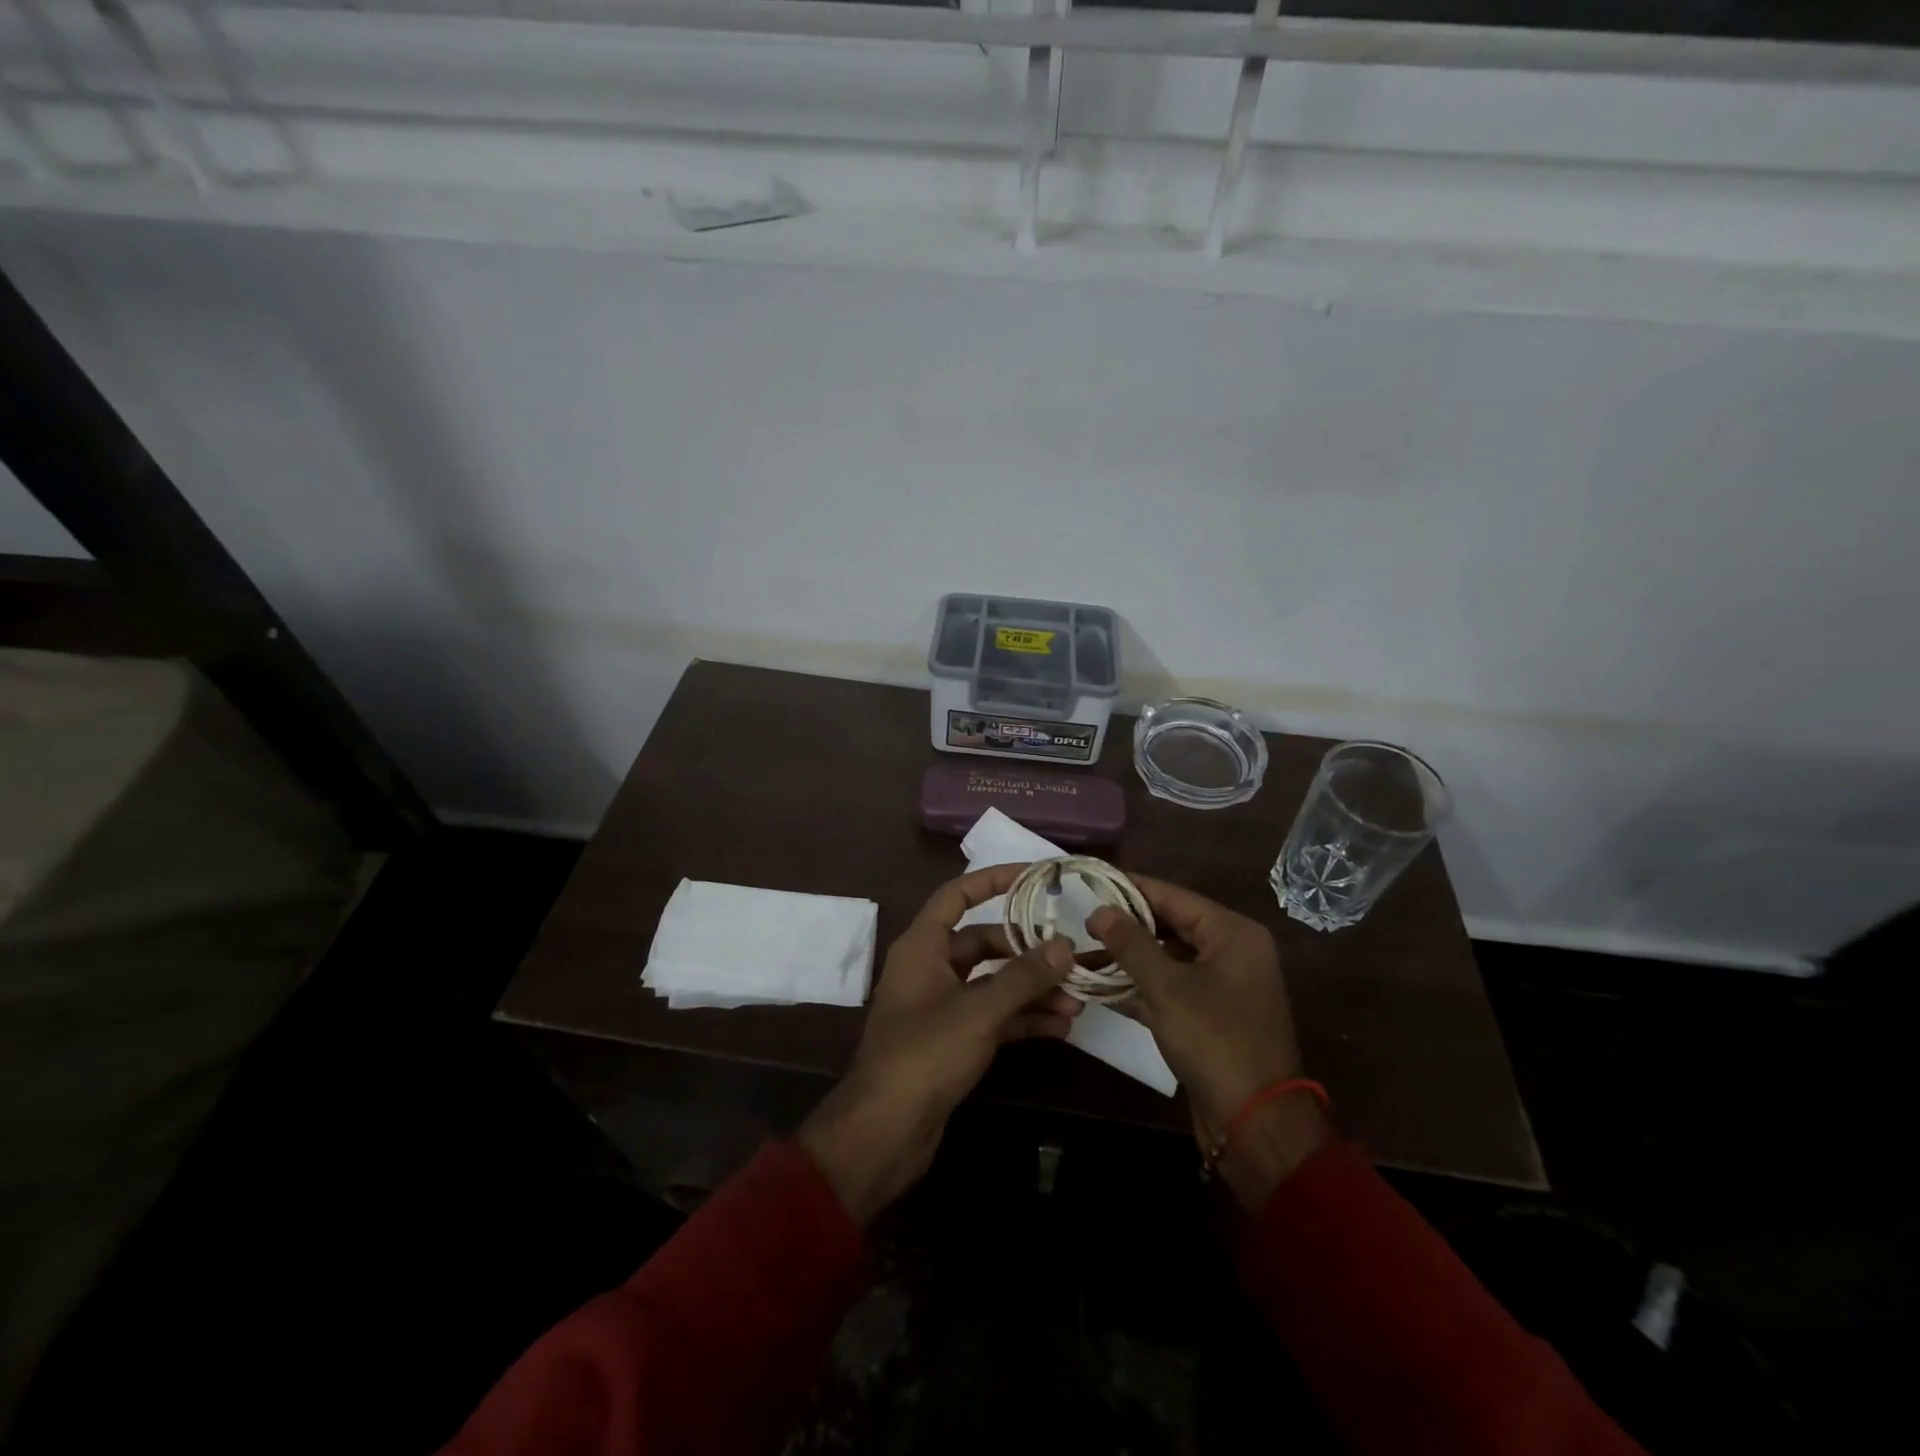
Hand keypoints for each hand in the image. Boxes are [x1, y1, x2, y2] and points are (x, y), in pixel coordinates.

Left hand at [798, 863, 1080, 1223]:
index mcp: (922, 947)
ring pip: (993, 983)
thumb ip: (1023, 977)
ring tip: (1077, 1000)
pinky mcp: (952, 1040)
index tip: (1033, 876)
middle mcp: (930, 968)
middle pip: (984, 943)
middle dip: (1027, 951)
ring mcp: (941, 1006)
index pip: (957, 896)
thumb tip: (1065, 945)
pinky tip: (1060, 1026)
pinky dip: (1022, 1018)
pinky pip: (993, 1016)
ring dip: (1032, 989)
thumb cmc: (924, 1055)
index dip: (993, 880)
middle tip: (1071, 957)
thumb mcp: (978, 1011)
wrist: (885, 1131)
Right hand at [1087, 877, 1329, 1209]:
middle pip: (1171, 925)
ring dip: (1130, 958)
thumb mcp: (1166, 987)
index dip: (1130, 888)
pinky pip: (1172, 986)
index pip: (1173, 896)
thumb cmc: (1214, 1041)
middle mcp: (1233, 951)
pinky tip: (1103, 987)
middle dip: (1127, 926)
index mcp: (1232, 934)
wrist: (1255, 1122)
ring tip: (1085, 952)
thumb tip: (1100, 910)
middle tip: (1083, 921)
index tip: (1091, 881)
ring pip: (1169, 957)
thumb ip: (1131, 944)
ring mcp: (1224, 985)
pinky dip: (1142, 986)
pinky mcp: (1212, 1015)